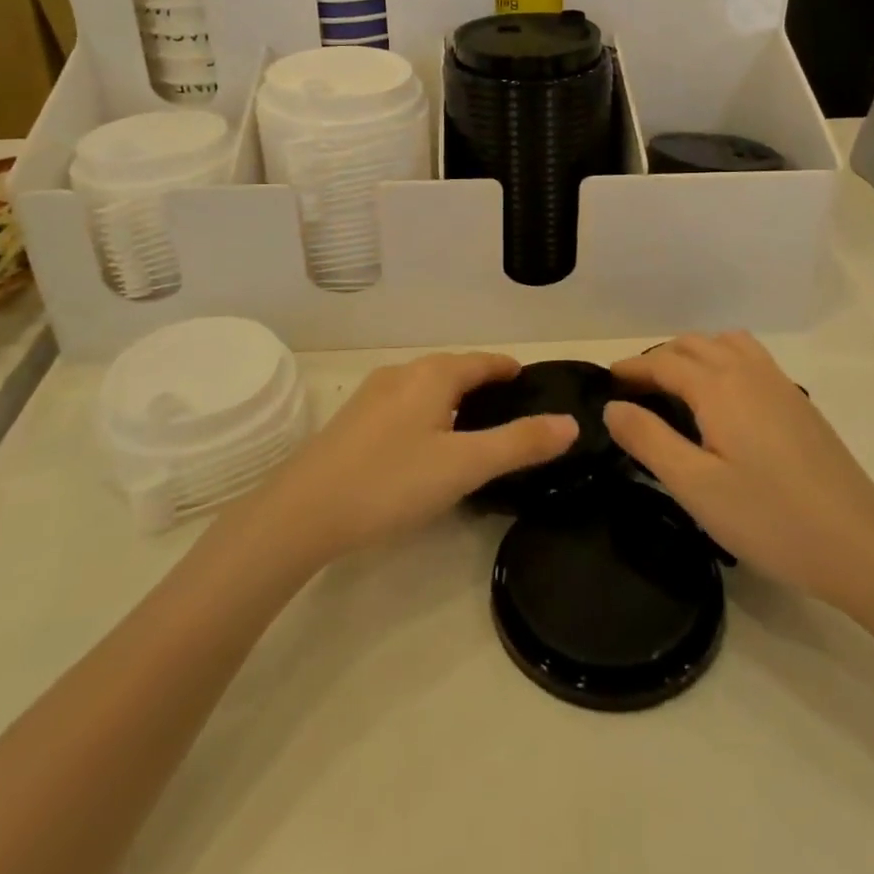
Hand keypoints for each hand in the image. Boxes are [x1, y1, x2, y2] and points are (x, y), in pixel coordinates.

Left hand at [253, 352, 576, 566]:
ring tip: (473, 425)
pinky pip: (404, 404)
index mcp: (432, 375)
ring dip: (452, 397)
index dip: (508, 368)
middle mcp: (402, 374)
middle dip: (482, 381)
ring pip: (425, 387)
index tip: (530, 379)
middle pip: (452, 369)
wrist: (302, 512)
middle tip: (509, 407)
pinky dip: (428, 412)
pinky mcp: (352, 421)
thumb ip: (519, 443)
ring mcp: (372, 396)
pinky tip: (425, 443)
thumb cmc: (391, 482)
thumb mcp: (465, 465)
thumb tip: (571, 423)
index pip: (482, 361)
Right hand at [605, 334, 873, 610]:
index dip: (632, 368)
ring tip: (676, 387)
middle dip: (658, 359)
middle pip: (693, 345)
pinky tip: (723, 401)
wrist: (859, 543)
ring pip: (725, 344)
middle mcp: (748, 371)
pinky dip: (723, 361)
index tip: (606, 382)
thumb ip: (648, 440)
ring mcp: (779, 384)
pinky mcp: (799, 402)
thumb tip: (613, 407)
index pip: (663, 362)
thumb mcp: (695, 486)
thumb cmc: (769, 517)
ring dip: (694, 354)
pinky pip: (750, 359)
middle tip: (634, 391)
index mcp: (718, 387)